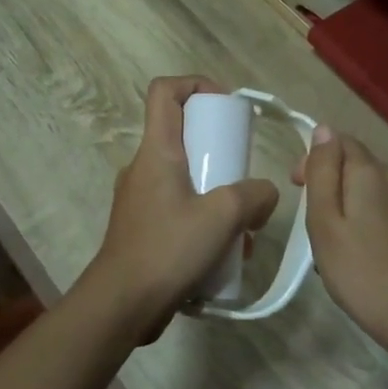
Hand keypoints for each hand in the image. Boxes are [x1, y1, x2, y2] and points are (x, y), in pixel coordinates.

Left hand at [85, 76, 278, 337]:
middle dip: (220, 151)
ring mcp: (141, 199)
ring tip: (245, 227)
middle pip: (182, 135)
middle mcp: (144, 168)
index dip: (195, 84)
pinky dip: (205, 221)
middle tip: (245, 174)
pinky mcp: (144, 228)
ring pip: (186, 178)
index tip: (226, 106)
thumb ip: (253, 195)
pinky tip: (228, 253)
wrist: (122, 304)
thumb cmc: (168, 248)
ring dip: (219, 194)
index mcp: (156, 151)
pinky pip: (180, 209)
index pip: (164, 91)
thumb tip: (265, 193)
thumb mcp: (223, 216)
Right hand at [296, 127, 387, 358]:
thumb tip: (323, 130)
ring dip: (354, 205)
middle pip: (359, 166)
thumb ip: (323, 172)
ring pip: (376, 191)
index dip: (314, 159)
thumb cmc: (359, 270)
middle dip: (333, 184)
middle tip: (315, 224)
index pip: (339, 142)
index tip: (297, 189)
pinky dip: (374, 222)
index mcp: (372, 172)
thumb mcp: (324, 221)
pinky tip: (366, 253)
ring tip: (338, 243)